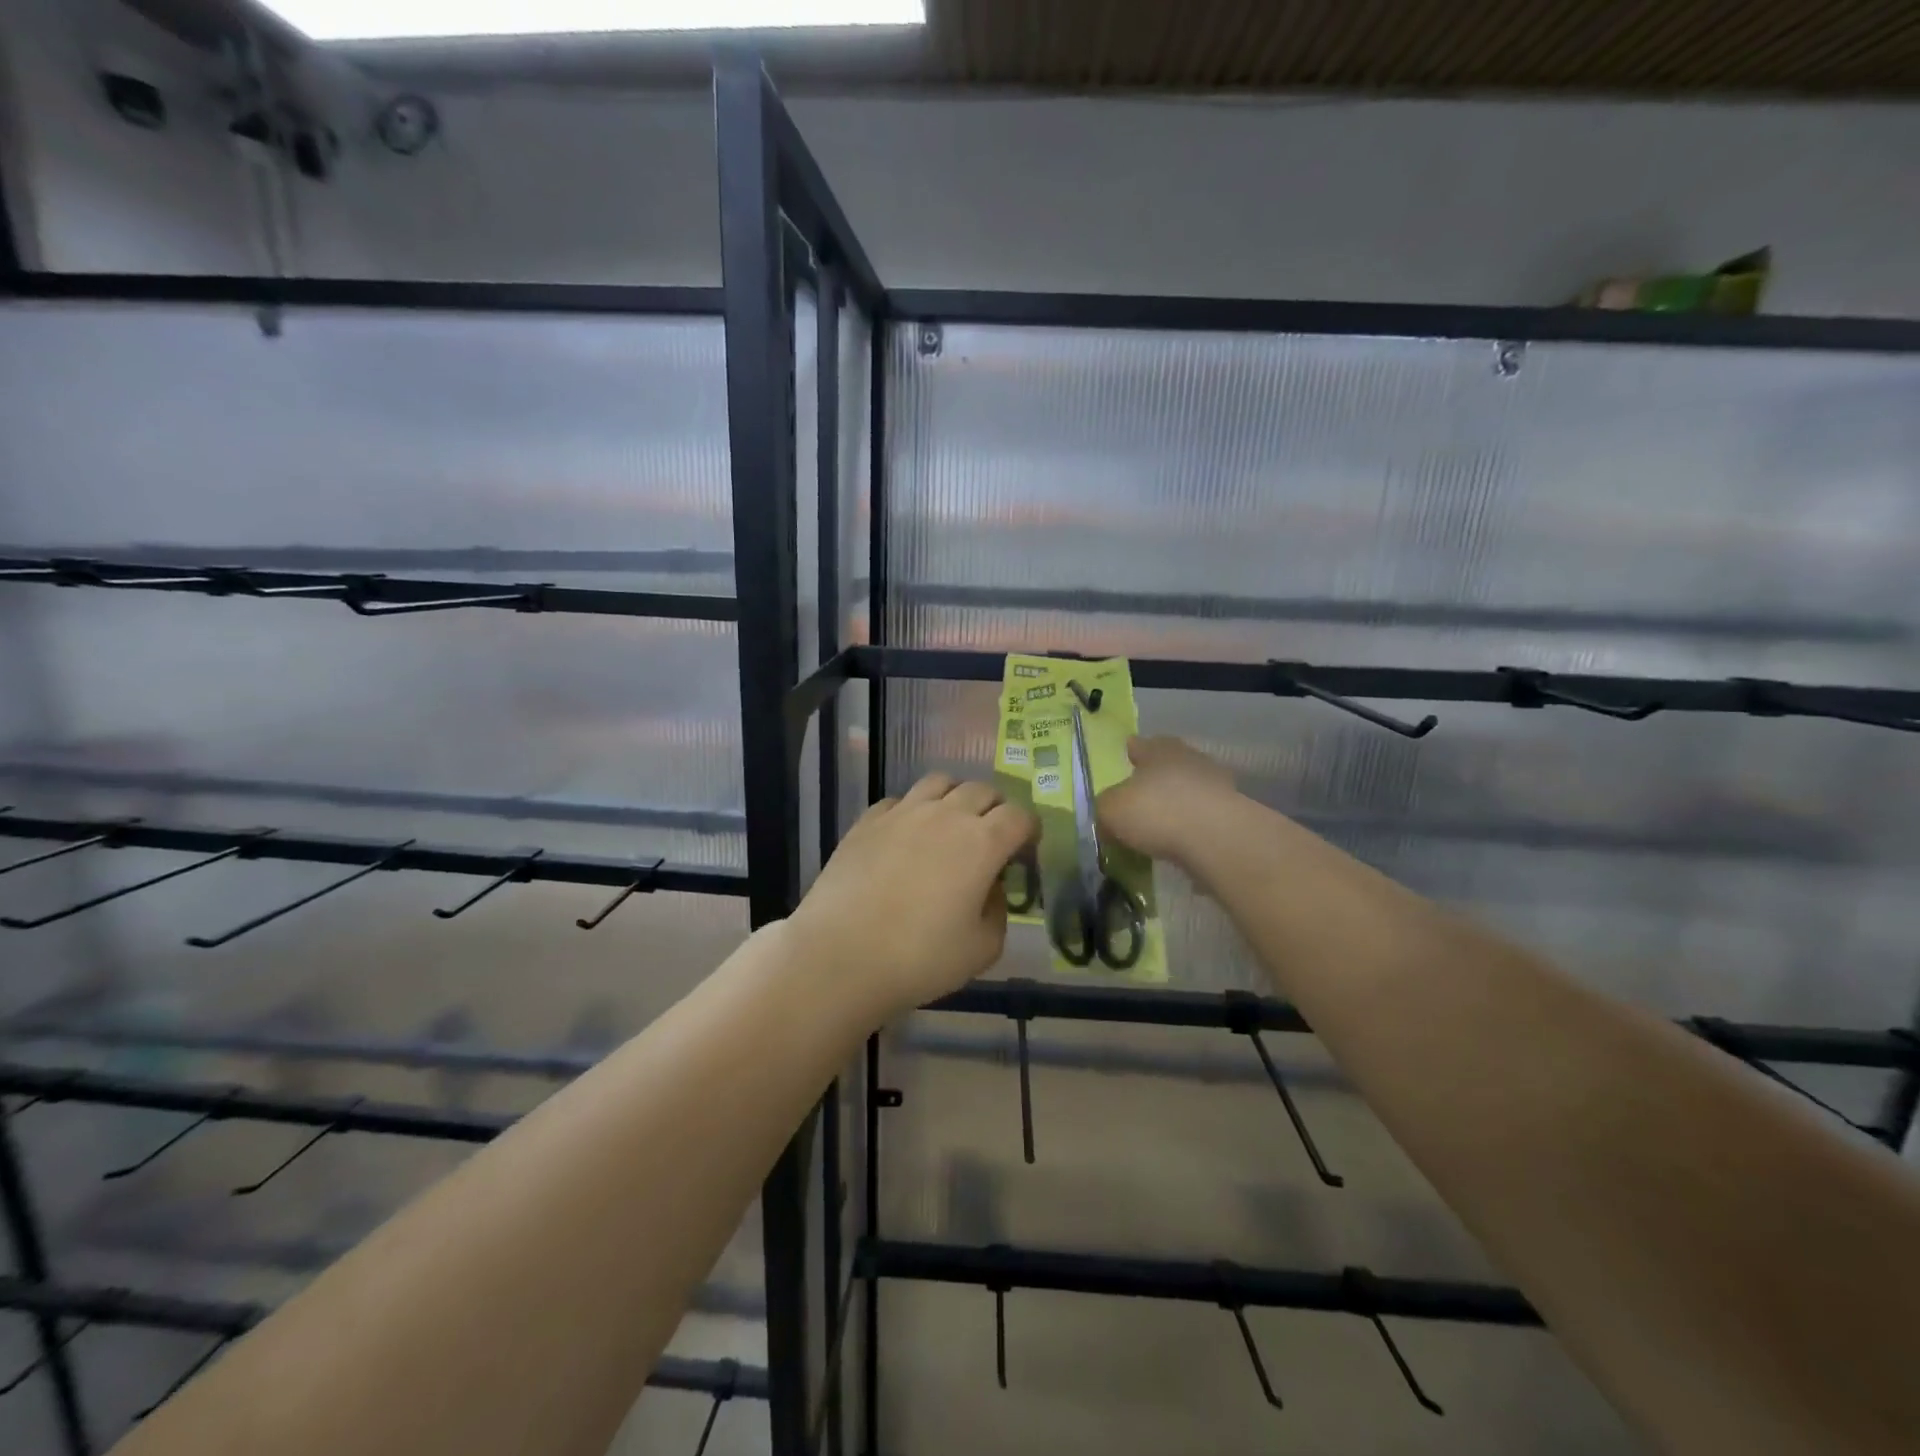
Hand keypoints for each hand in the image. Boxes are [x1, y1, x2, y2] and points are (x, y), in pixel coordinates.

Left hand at [789, 774, 1036, 1018]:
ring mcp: (903, 812)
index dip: (1029, 829)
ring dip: (955, 797)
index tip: (1025, 849)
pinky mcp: (868, 820)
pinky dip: (912, 810)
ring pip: (940, 782)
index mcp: (982, 842)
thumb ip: (998, 911)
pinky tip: (906, 836)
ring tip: (950, 824)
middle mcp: (946, 815)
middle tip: (991, 837)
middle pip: (982, 790)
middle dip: (996, 809)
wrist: (841, 955)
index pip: (1020, 816)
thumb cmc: (920, 958)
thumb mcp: (982, 949)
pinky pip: (899, 800)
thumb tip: (990, 887)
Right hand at [1097, 735, 1239, 866]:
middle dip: (1155, 778)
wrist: (1218, 838)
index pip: (1140, 745)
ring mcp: (1216, 784)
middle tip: (1141, 796)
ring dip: (1177, 802)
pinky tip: (1182, 842)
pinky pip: (1204, 816)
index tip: (1126, 760)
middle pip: (1168, 764)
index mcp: (1158, 749)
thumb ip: (1105, 809)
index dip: (1131, 753)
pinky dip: (1192, 825)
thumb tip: (1108, 819)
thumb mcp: (1111, 810)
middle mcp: (1189, 758)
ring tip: (1161, 825)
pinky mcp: (1233, 813)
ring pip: (1189, 789)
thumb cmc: (1157, 811)